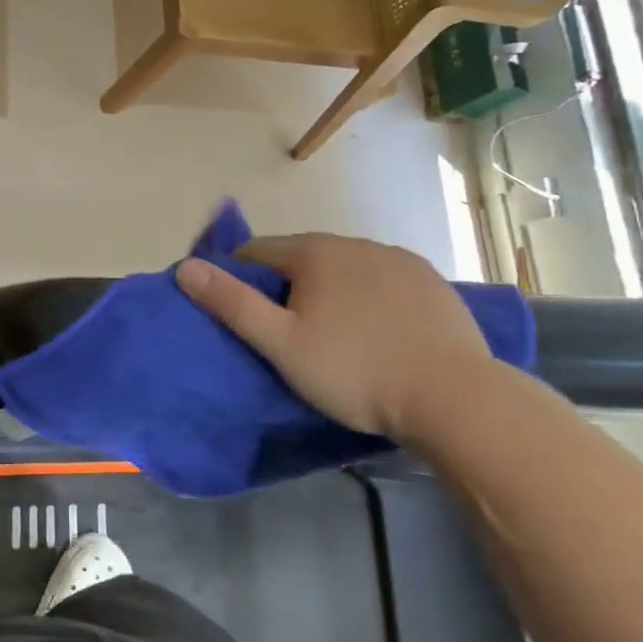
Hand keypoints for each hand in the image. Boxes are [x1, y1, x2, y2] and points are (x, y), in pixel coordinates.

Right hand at [176, 233, 490, 441]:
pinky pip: (384, 282)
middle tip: (292, 337)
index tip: (246, 318)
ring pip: (345, 269)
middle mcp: (356, 242)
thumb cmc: (354, 371)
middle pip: (302, 259)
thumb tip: (185, 266)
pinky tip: (381, 334)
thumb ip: (231, 302)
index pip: (257, 252)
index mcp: (315, 252)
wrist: (456, 398)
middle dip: (288, 288)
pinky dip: (371, 299)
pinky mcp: (433, 282)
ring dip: (331, 292)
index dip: (241, 280)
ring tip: (338, 340)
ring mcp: (399, 260)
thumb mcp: (281, 343)